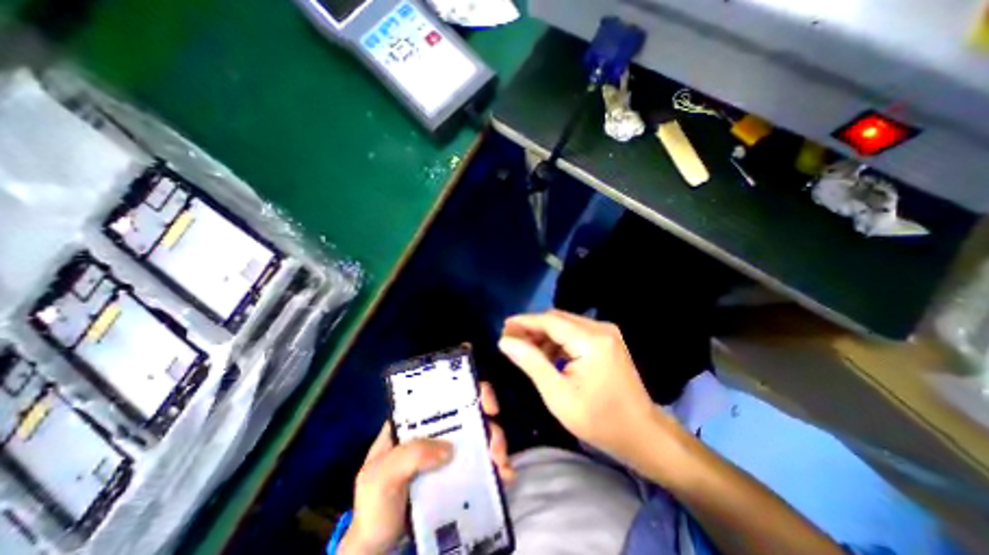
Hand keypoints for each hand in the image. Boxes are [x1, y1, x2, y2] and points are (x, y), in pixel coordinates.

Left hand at [341, 385, 512, 552]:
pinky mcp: (458, 476)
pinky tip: (505, 477)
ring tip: (501, 466)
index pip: (443, 396)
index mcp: (415, 423)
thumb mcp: (381, 476)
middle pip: (468, 415)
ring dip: (496, 446)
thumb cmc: (373, 505)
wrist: (378, 549)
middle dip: (488, 425)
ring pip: (479, 438)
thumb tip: (449, 448)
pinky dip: (497, 467)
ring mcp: (448, 454)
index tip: (486, 403)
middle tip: (495, 445)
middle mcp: (436, 433)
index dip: (468, 391)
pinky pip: (482, 465)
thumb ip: (409, 455)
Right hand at [499, 310, 676, 464]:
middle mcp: (601, 329)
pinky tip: (547, 355)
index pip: (550, 321)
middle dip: (533, 328)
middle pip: (557, 318)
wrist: (641, 434)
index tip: (503, 328)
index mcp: (591, 341)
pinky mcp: (608, 340)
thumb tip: (505, 342)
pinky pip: (576, 332)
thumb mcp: (557, 394)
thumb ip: (531, 362)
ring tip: (526, 350)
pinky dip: (558, 340)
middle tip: (511, 341)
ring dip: (544, 334)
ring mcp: (607, 333)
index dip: (524, 322)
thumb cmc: (598, 420)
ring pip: (565, 324)